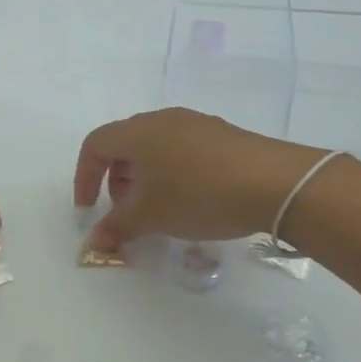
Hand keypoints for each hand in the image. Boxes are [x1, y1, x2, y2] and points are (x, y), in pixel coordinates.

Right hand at [74, 108, 321, 250]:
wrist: (276, 183)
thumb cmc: (198, 194)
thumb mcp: (151, 216)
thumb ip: (117, 227)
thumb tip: (93, 242)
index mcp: (137, 132)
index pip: (95, 145)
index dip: (84, 177)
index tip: (89, 209)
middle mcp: (162, 119)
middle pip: (125, 144)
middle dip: (116, 179)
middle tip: (125, 211)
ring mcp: (196, 124)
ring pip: (155, 147)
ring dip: (145, 177)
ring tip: (158, 209)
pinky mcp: (223, 135)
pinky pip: (182, 149)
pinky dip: (172, 172)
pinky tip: (192, 200)